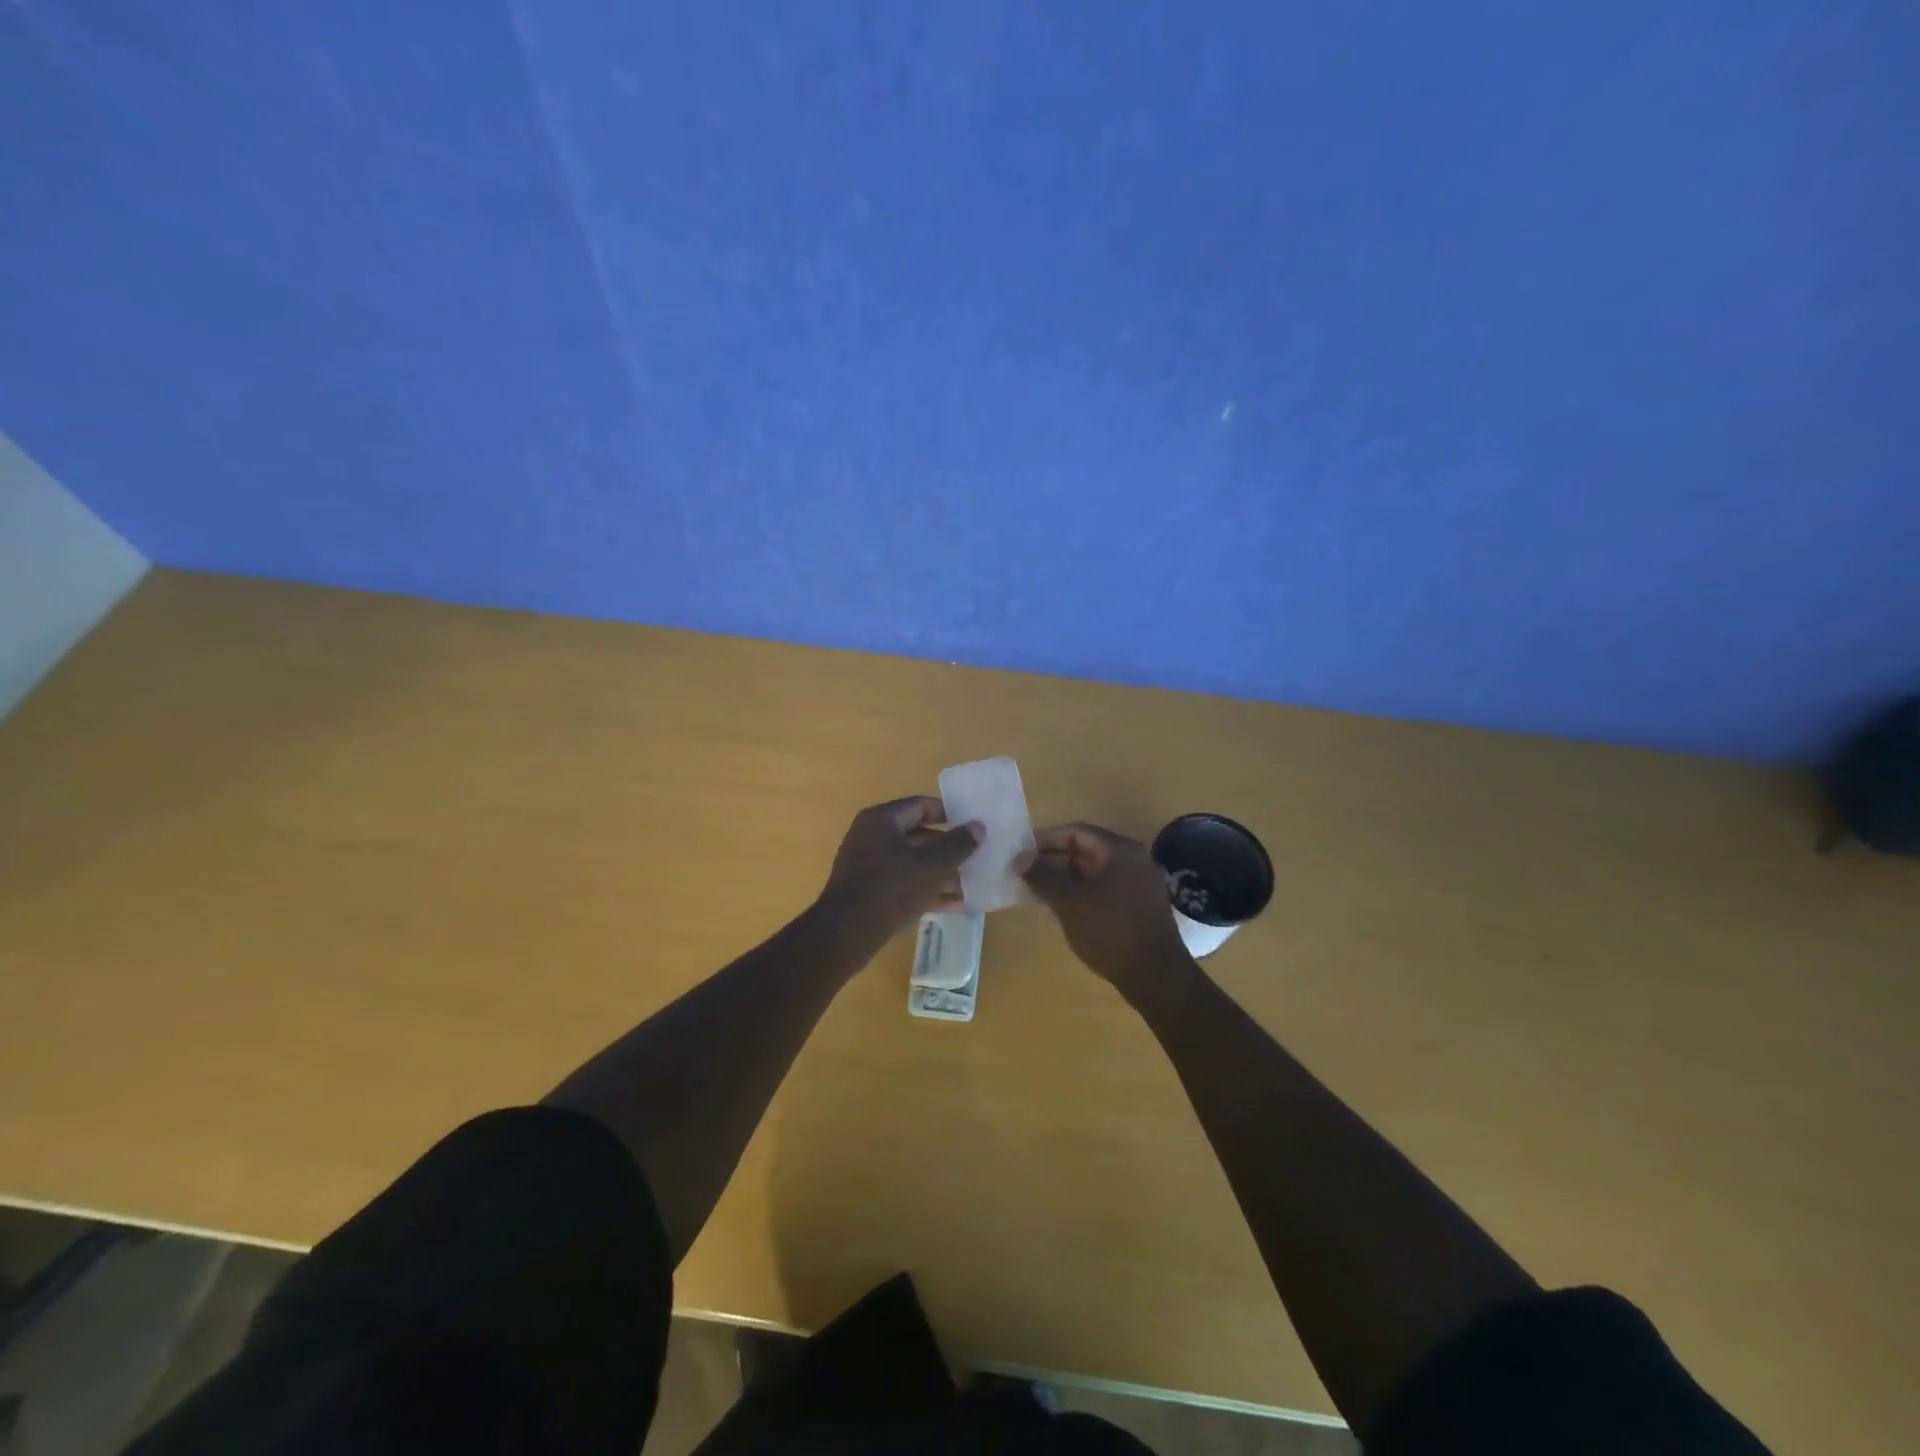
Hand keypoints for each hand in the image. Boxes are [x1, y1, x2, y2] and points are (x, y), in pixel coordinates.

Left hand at [818, 796, 982, 941]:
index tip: (973, 824)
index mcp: (882, 820)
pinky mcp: (871, 892)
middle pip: (919, 835)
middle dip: (949, 847)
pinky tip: (957, 904)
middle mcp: (872, 837)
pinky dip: (928, 890)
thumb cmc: (890, 889)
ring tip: (973, 882)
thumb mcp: (930, 865)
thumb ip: (957, 844)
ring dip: (942, 872)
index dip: (950, 813)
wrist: (845, 934)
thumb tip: (978, 827)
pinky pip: (905, 884)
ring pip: (914, 862)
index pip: (921, 805)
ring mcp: (869, 866)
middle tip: (978, 855)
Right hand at [1023, 822, 1193, 994]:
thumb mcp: (1069, 902)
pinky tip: (1062, 909)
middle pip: (1086, 850)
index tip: (1021, 852)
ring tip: (1036, 893)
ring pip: (1094, 872)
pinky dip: (1081, 893)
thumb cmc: (1110, 931)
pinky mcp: (1140, 906)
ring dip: (1065, 879)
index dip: (1046, 839)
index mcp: (1119, 850)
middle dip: (1053, 861)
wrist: (1156, 976)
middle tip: (1025, 874)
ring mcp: (1139, 883)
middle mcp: (1133, 860)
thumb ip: (1043, 876)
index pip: (1076, 832)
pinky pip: (1104, 889)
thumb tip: (1021, 858)